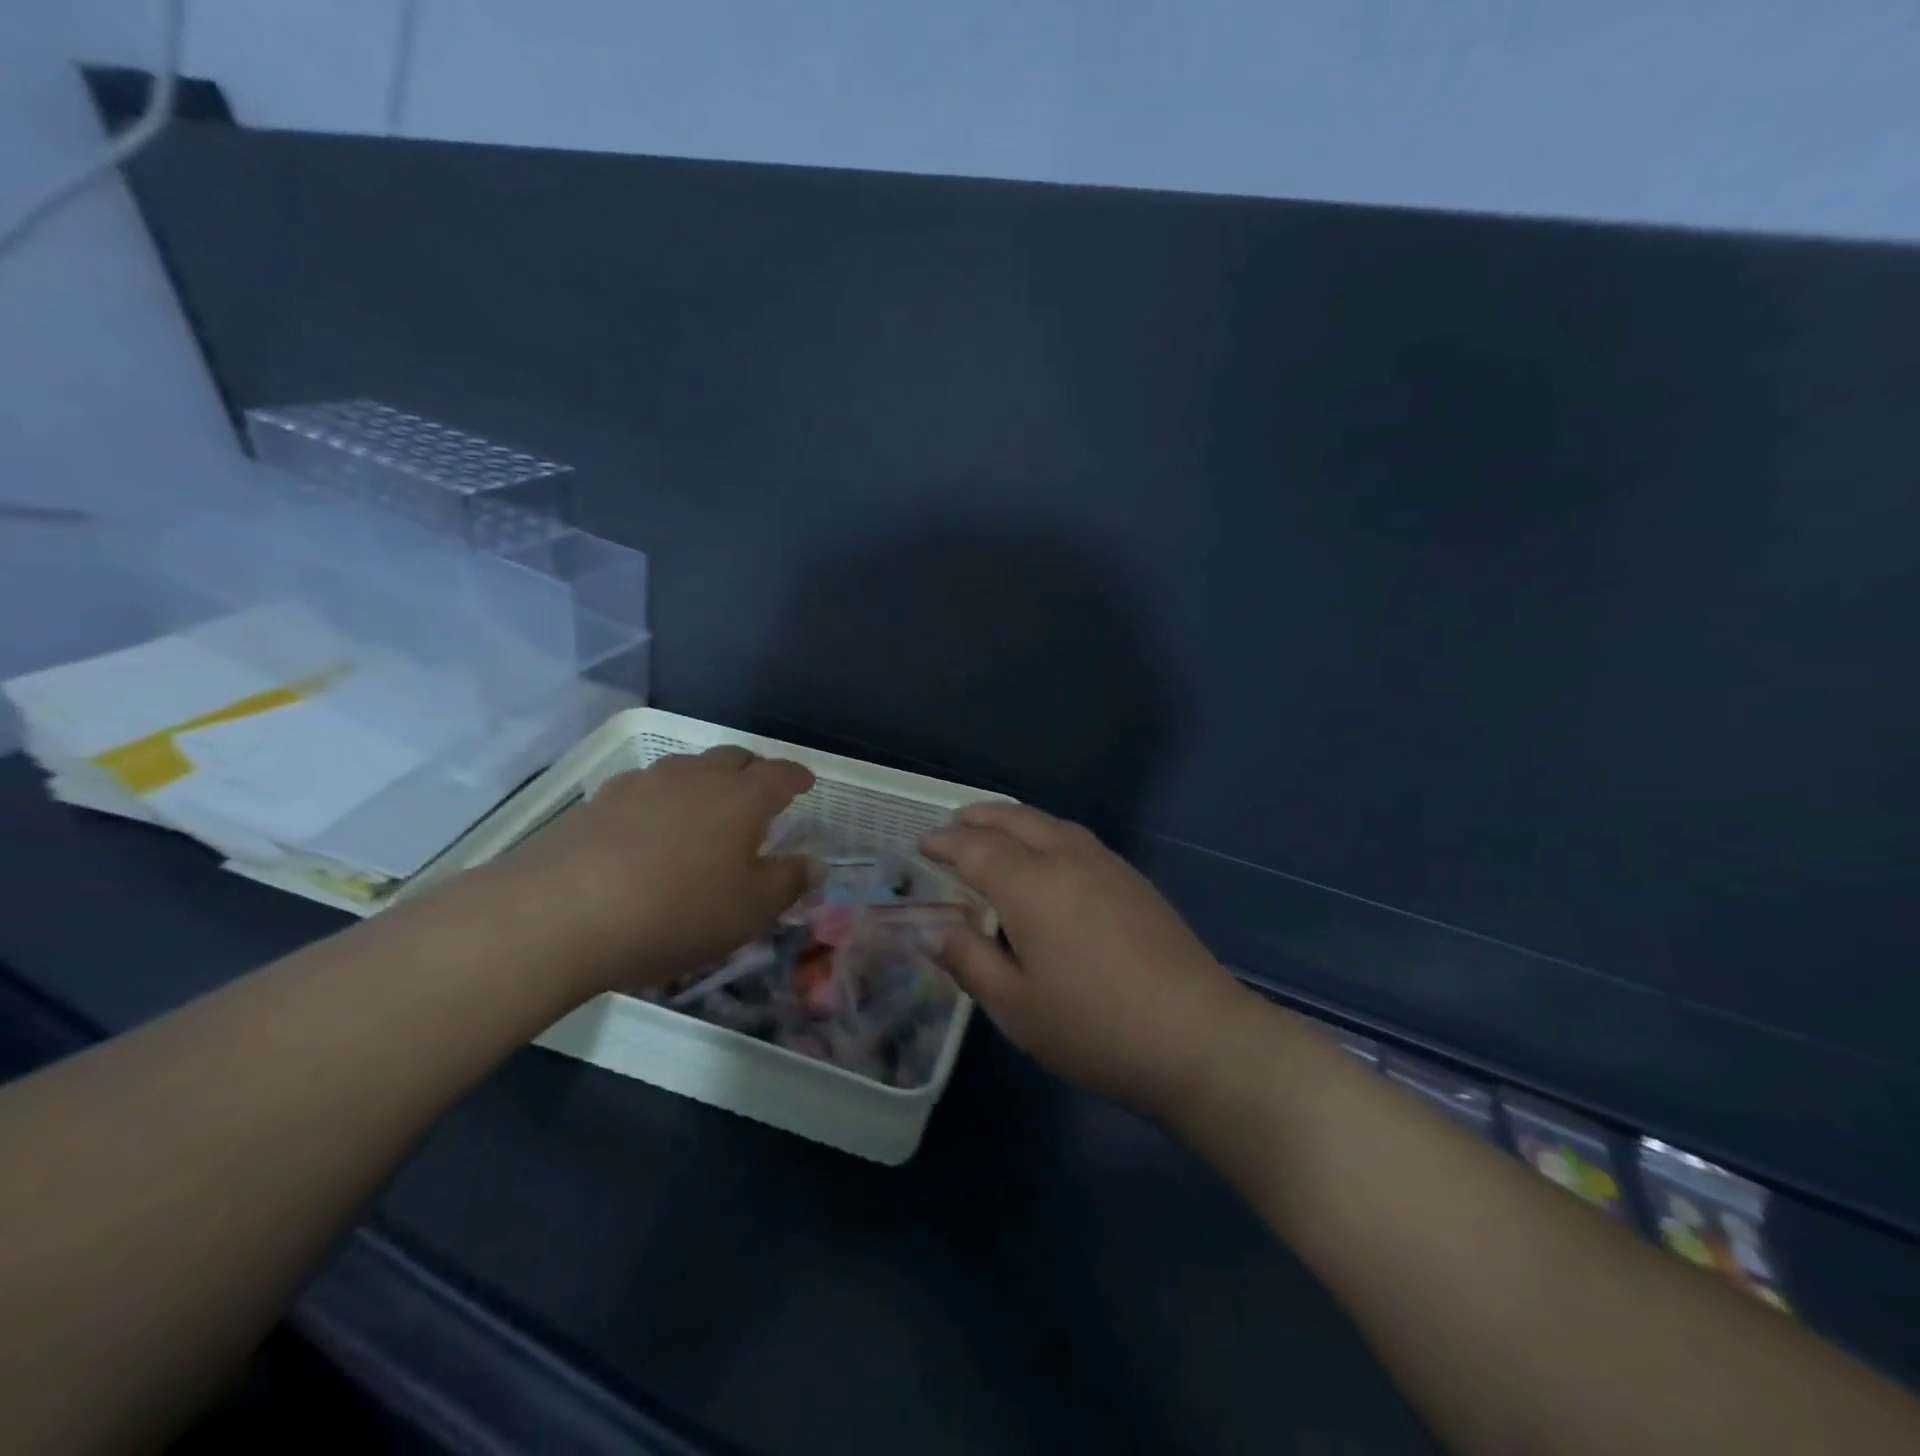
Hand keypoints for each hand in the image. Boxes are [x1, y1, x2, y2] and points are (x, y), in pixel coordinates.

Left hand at [474, 746, 816, 995]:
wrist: (563, 913)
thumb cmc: (677, 911)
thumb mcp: (749, 909)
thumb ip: (788, 882)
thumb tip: (816, 863)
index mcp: (742, 797)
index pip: (781, 774)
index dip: (798, 776)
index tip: (806, 782)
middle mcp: (697, 776)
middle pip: (734, 758)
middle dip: (754, 770)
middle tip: (760, 791)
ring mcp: (645, 782)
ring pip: (688, 767)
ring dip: (706, 780)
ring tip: (706, 807)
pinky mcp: (602, 799)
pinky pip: (647, 786)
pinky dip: (663, 797)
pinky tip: (652, 825)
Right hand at [921, 804, 1249, 1117]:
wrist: (1198, 1037)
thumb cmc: (1093, 1027)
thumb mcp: (1015, 1006)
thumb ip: (970, 961)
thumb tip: (937, 931)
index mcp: (1030, 884)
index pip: (975, 848)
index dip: (945, 844)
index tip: (923, 845)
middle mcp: (1067, 858)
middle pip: (1015, 820)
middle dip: (979, 818)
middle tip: (954, 825)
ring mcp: (1107, 864)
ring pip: (1050, 823)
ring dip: (1015, 820)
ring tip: (995, 833)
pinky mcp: (1134, 880)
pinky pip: (1076, 838)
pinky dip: (1046, 833)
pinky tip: (1048, 859)